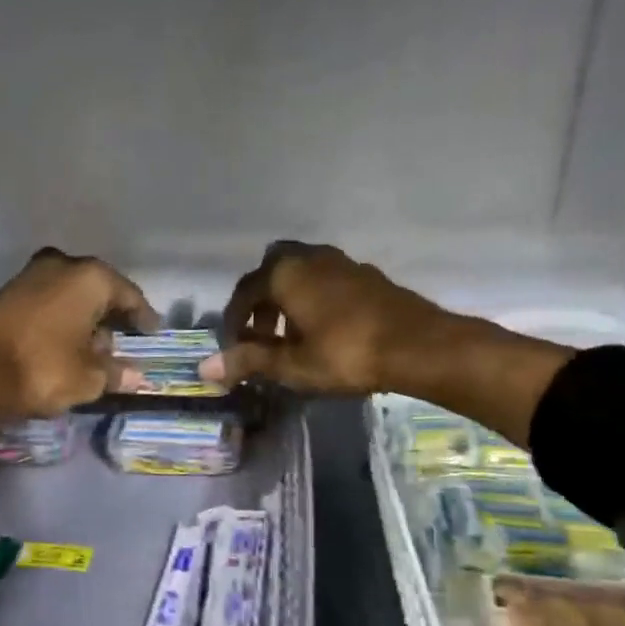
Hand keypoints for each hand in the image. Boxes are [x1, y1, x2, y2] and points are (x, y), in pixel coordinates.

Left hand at [0, 250, 158, 477]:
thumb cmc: (41, 368)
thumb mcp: (88, 378)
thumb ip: (116, 373)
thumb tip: (136, 376)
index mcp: (90, 278)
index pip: (129, 296)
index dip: (144, 317)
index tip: (153, 333)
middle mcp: (62, 266)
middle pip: (98, 292)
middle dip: (111, 317)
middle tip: (123, 343)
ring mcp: (30, 276)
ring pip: (70, 297)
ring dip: (83, 320)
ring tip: (92, 350)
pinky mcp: (6, 294)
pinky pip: (47, 306)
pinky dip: (60, 322)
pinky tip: (62, 346)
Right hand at [199, 242, 461, 396]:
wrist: (418, 345)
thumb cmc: (346, 354)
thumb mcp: (292, 365)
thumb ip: (249, 361)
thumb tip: (206, 368)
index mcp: (285, 273)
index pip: (244, 292)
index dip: (233, 320)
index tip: (233, 346)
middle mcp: (310, 257)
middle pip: (272, 270)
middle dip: (262, 300)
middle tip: (262, 334)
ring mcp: (342, 262)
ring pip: (302, 272)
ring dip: (289, 299)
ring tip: (292, 336)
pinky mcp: (366, 275)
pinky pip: (326, 280)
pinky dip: (315, 298)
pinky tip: (325, 329)